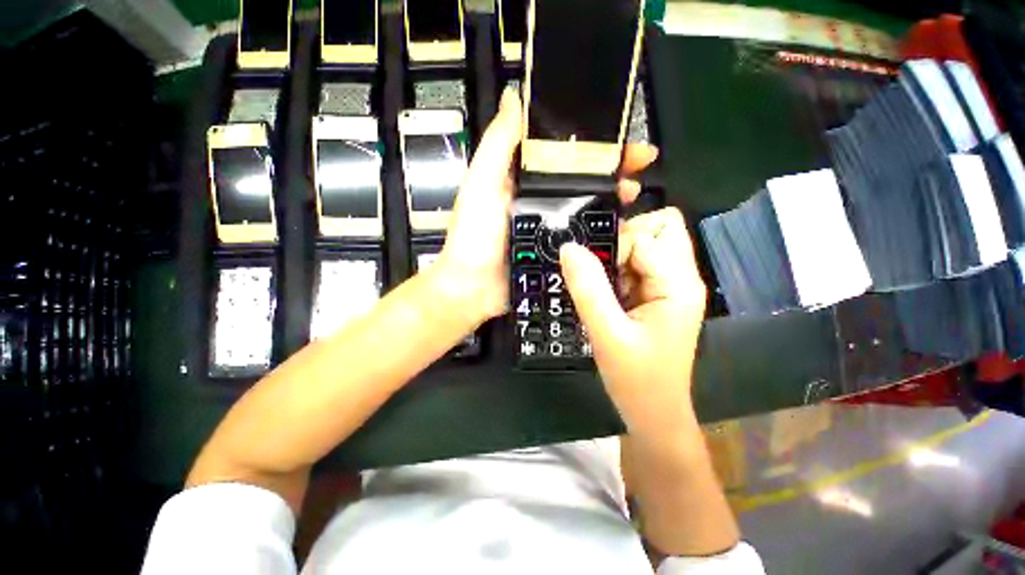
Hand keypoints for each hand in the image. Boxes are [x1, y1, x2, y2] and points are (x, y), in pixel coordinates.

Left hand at [437, 88, 662, 327]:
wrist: (473, 289)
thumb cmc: (473, 236)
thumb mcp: (481, 184)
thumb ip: (498, 144)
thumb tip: (514, 96)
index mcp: (522, 180)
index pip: (561, 152)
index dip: (588, 141)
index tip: (617, 134)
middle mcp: (539, 200)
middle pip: (580, 178)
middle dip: (610, 168)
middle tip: (638, 164)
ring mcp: (549, 228)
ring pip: (586, 207)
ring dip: (611, 197)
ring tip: (633, 193)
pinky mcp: (556, 252)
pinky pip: (584, 237)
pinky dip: (603, 230)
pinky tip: (622, 227)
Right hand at [559, 205, 706, 438]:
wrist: (653, 413)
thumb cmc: (636, 380)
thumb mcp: (606, 334)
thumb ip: (588, 289)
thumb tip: (569, 247)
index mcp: (678, 284)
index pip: (647, 235)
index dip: (615, 246)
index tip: (594, 272)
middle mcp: (680, 277)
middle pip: (659, 228)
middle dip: (623, 240)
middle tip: (601, 271)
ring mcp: (669, 285)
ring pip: (646, 243)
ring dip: (617, 257)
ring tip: (602, 287)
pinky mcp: (657, 294)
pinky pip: (636, 264)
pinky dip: (616, 270)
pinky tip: (606, 295)